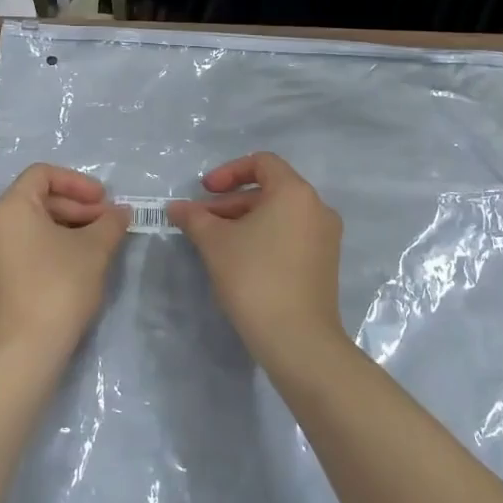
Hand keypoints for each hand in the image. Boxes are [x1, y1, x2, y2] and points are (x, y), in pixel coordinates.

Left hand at [0, 164, 127, 360]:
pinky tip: (77, 267)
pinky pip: (25, 249)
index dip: (77, 182)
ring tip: (98, 246)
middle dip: (77, 208)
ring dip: (67, 228)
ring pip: (32, 227)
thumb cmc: (58, 287)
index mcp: (11, 208)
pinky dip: (51, 248)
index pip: (43, 174)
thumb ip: (110, 223)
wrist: (22, 352)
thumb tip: (120, 212)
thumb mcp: (94, 250)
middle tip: (107, 224)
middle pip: (37, 200)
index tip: (104, 200)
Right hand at [168, 152, 345, 365]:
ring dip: (245, 221)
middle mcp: (317, 207)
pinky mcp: (325, 263)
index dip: (228, 172)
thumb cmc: (255, 278)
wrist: (298, 340)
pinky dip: (265, 237)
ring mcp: (326, 237)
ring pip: (279, 215)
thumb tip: (176, 207)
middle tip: (202, 222)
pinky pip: (291, 236)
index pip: (262, 162)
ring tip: (216, 243)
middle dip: (231, 202)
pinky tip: (241, 261)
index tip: (205, 192)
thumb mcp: (216, 243)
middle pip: (270, 189)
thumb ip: (195, 218)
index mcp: (295, 192)